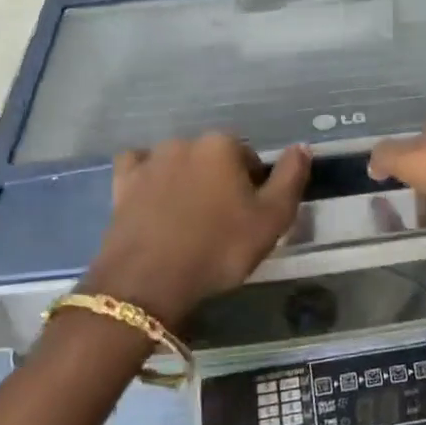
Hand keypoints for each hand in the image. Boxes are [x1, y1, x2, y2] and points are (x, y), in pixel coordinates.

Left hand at [81, 134, 310, 327]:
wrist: (147, 282)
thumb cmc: (218, 248)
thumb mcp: (272, 219)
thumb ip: (291, 178)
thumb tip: (302, 146)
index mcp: (223, 145)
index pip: (249, 159)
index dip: (254, 188)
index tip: (249, 218)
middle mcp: (186, 142)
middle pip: (214, 159)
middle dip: (220, 182)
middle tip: (221, 223)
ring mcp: (150, 161)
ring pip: (179, 163)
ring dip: (187, 181)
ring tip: (188, 219)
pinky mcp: (123, 183)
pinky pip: (140, 169)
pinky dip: (149, 178)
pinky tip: (153, 198)